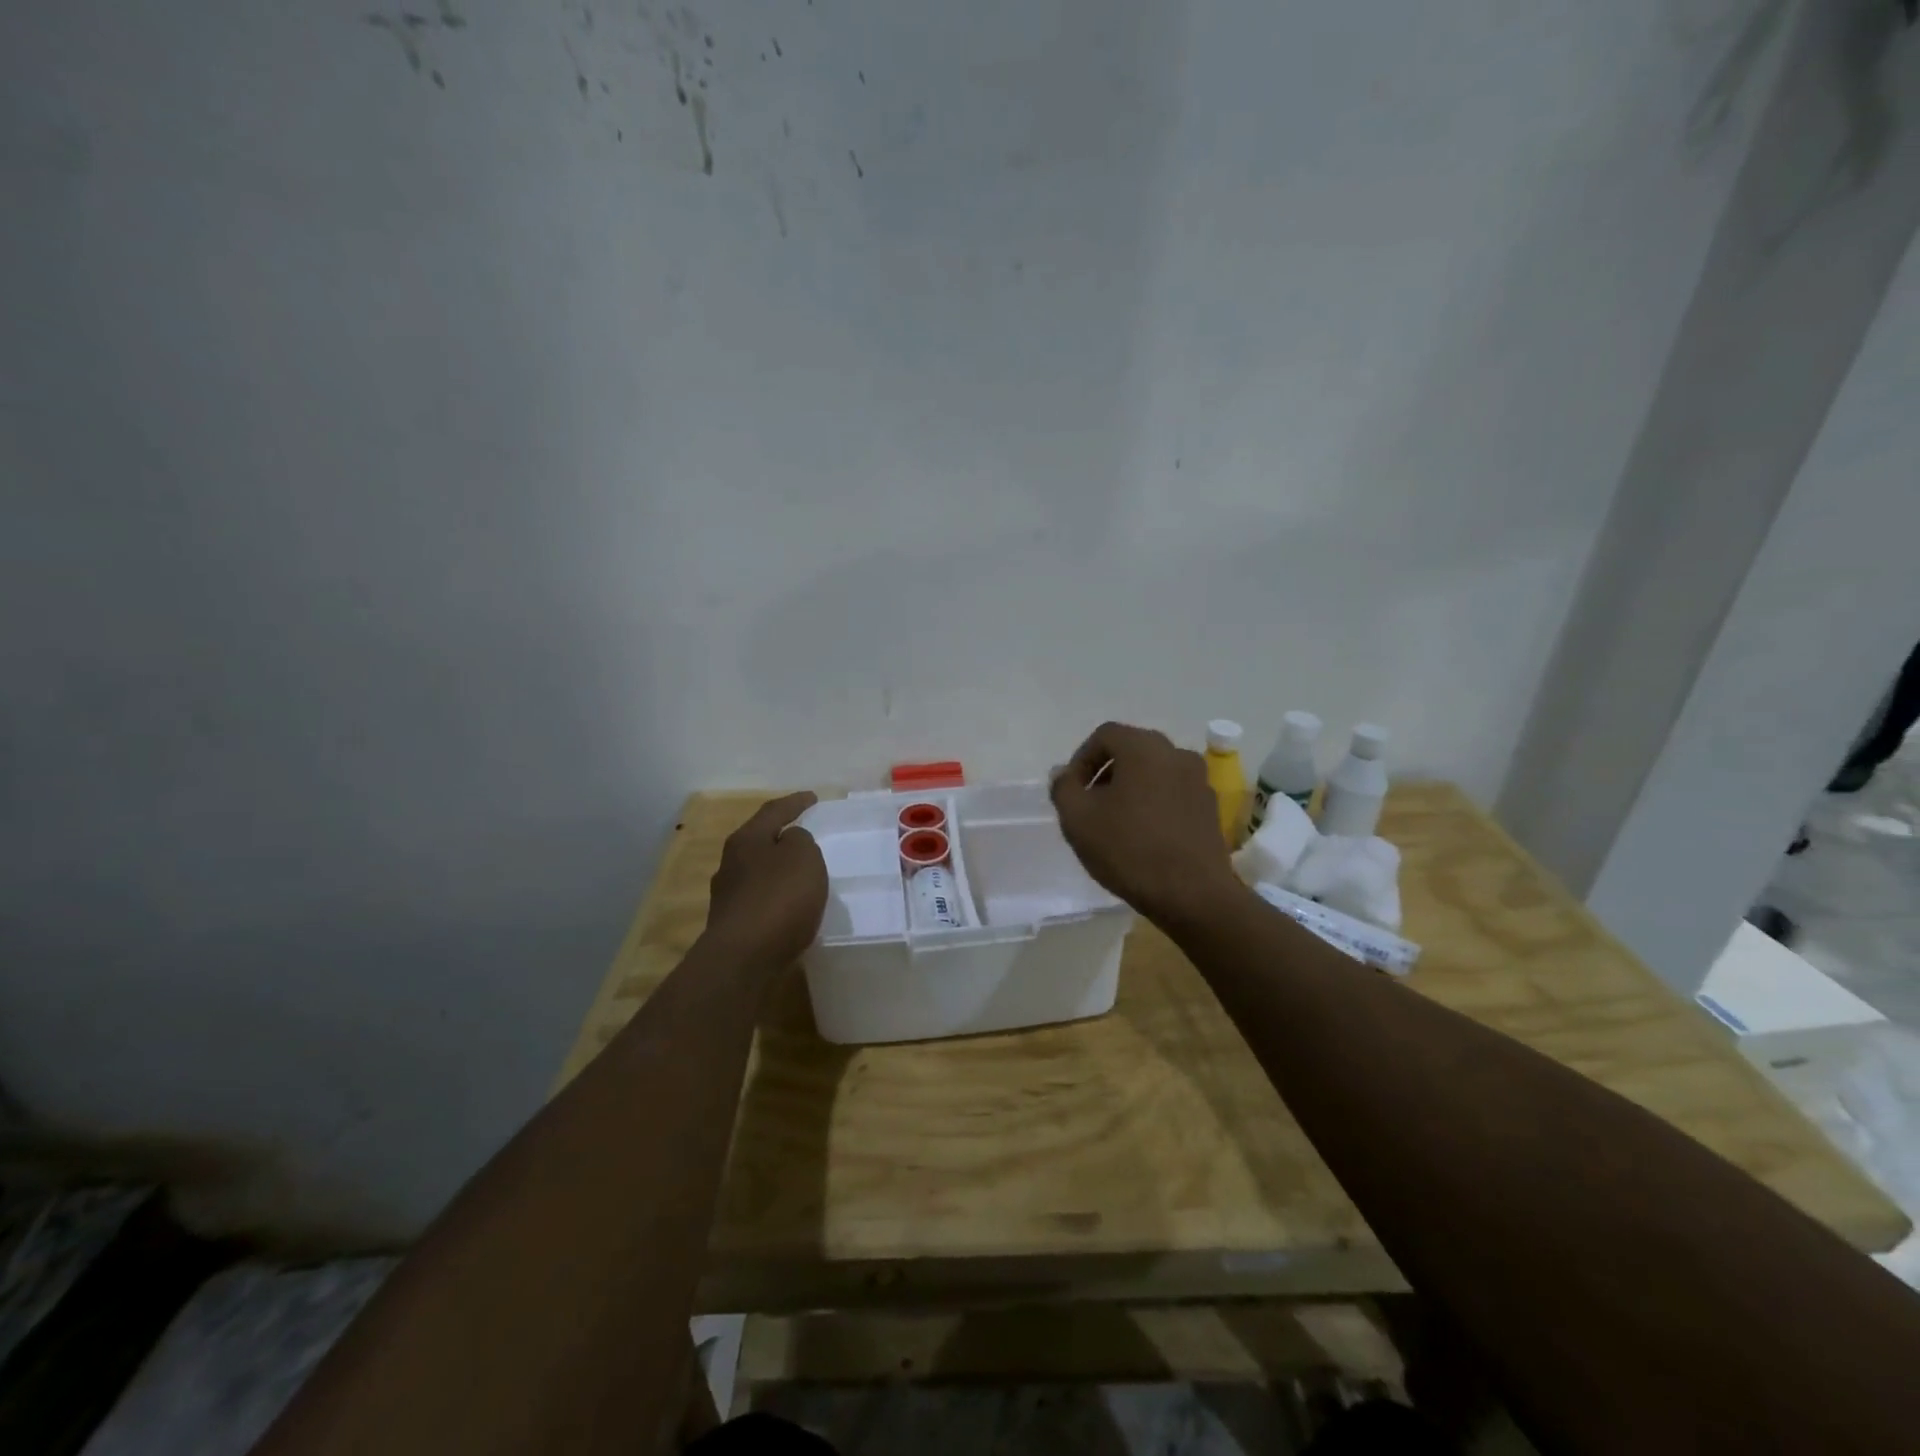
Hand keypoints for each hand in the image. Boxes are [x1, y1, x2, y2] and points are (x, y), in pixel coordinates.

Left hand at [703, 792, 828, 968]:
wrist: (743, 959)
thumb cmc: (778, 898)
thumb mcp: (804, 857)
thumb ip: (801, 841)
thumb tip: (790, 842)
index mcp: (746, 840)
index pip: (773, 811)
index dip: (795, 802)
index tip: (813, 798)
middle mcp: (730, 863)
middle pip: (759, 841)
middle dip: (781, 837)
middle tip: (804, 834)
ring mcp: (728, 896)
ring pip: (758, 872)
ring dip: (778, 870)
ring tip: (801, 874)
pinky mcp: (733, 925)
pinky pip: (761, 900)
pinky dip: (777, 897)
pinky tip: (790, 907)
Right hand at [1050, 722, 1244, 928]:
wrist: (1193, 894)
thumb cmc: (1129, 849)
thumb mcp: (1078, 819)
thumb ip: (1063, 788)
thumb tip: (1064, 774)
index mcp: (1144, 747)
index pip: (1105, 735)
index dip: (1081, 759)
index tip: (1072, 790)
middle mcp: (1176, 754)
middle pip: (1132, 750)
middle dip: (1106, 773)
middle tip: (1089, 804)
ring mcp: (1199, 780)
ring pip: (1154, 772)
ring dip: (1131, 788)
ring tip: (1115, 822)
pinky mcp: (1210, 808)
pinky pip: (1173, 793)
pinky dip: (1154, 803)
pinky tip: (1144, 836)